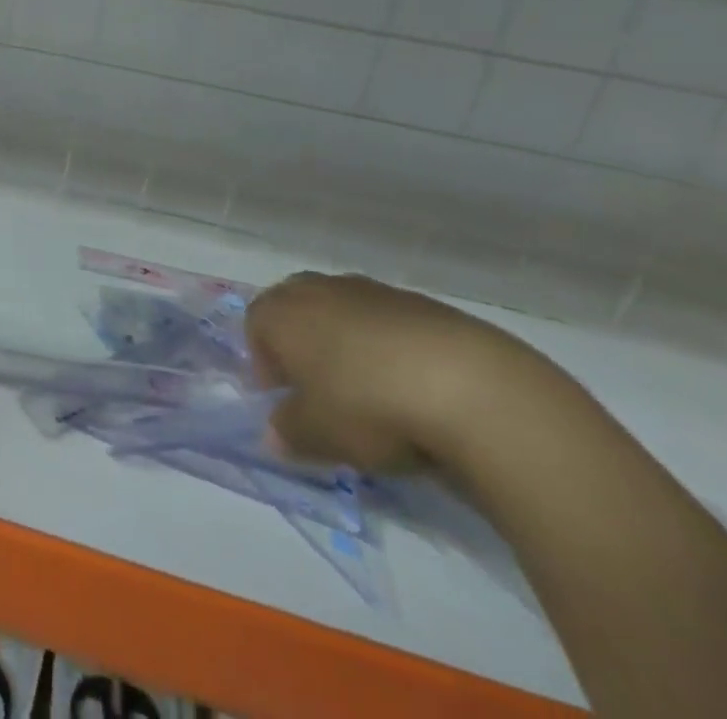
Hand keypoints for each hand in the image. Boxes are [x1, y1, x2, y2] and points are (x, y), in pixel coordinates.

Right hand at [246, 272, 557, 474]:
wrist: (471, 388)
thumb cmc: (369, 406)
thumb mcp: (318, 435)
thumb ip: (288, 432)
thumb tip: (274, 434)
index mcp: (282, 312)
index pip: (255, 325)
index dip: (264, 364)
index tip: (285, 401)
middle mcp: (319, 290)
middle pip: (296, 308)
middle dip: (302, 344)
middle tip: (322, 390)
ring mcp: (372, 291)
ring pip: (344, 312)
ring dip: (349, 344)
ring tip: (374, 392)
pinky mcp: (424, 303)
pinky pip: (390, 323)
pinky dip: (392, 347)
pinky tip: (416, 387)